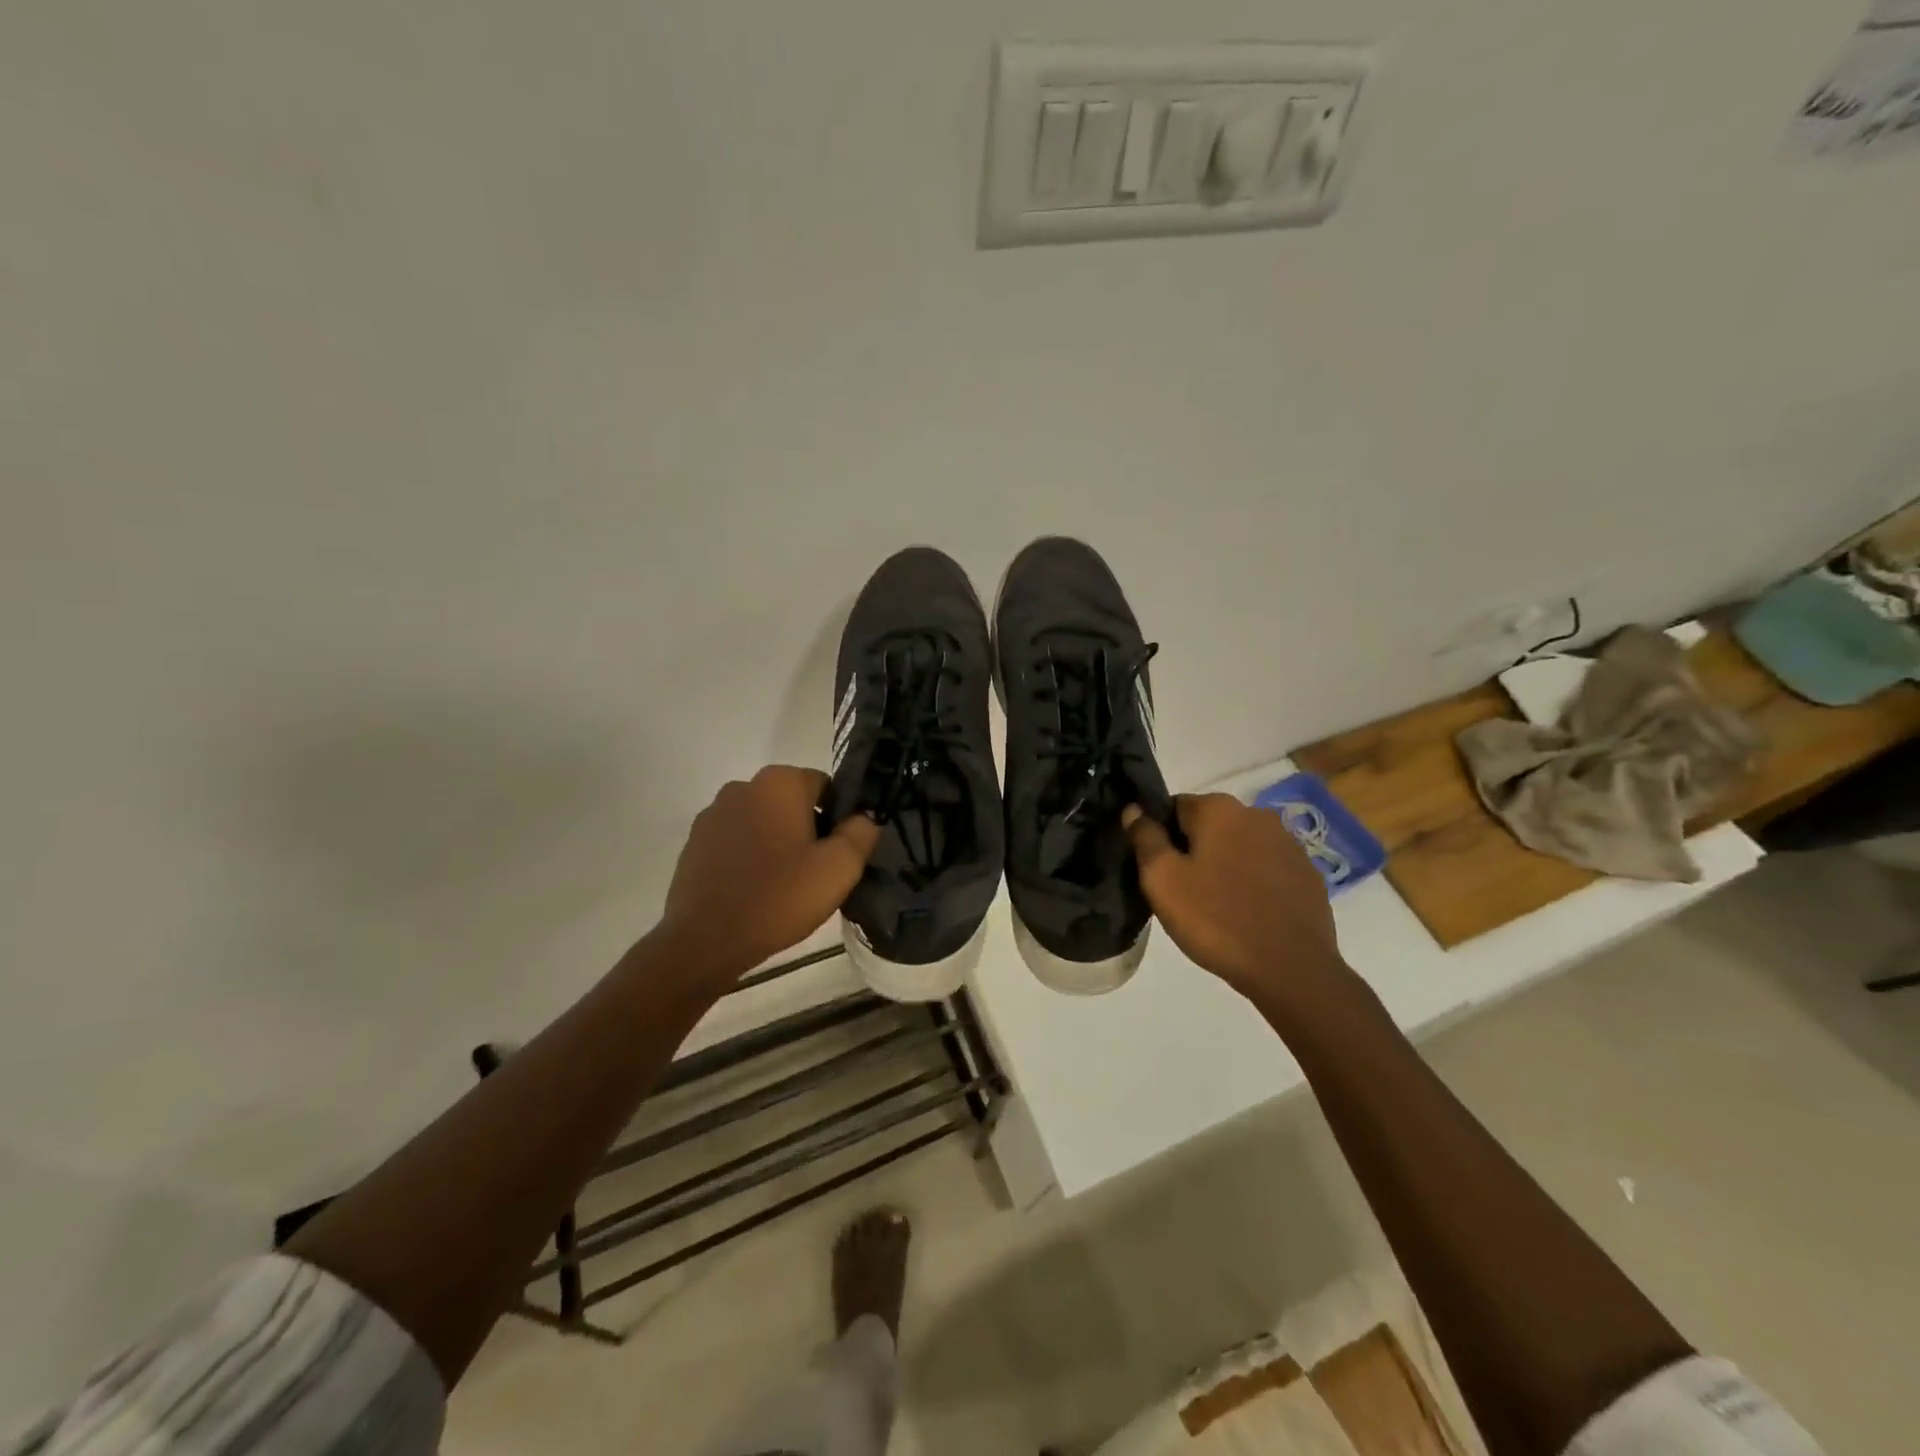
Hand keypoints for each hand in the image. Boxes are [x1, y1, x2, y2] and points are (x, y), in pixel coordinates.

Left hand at [657, 766, 880, 981]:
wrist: (705, 941)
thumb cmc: (779, 897)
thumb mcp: (839, 868)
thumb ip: (861, 832)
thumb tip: (865, 816)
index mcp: (779, 782)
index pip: (825, 786)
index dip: (838, 818)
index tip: (837, 854)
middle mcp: (742, 786)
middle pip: (792, 802)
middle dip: (807, 828)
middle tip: (814, 872)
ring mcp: (713, 814)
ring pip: (763, 820)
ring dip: (776, 841)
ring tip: (783, 884)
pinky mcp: (694, 842)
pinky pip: (736, 840)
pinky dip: (749, 856)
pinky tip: (754, 889)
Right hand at [1124, 794, 1346, 1002]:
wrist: (1291, 968)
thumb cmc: (1216, 919)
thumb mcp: (1163, 880)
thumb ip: (1144, 837)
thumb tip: (1134, 808)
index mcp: (1219, 809)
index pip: (1173, 807)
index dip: (1160, 836)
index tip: (1158, 870)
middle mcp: (1257, 814)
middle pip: (1208, 825)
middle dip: (1193, 850)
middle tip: (1182, 892)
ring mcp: (1288, 844)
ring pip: (1239, 846)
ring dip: (1224, 865)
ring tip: (1216, 906)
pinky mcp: (1307, 874)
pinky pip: (1266, 869)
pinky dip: (1252, 882)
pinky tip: (1247, 913)